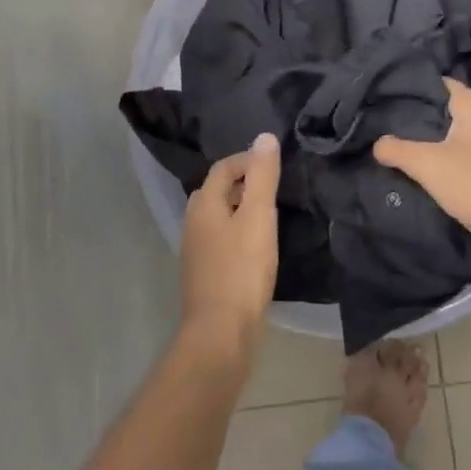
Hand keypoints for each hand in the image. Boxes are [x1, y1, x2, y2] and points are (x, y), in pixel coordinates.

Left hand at [179, 133, 280, 355]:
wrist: (221, 331)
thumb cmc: (242, 269)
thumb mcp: (259, 217)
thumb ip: (262, 176)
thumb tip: (264, 137)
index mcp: (203, 204)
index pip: (223, 168)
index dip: (248, 160)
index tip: (276, 164)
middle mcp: (193, 222)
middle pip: (218, 190)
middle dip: (246, 183)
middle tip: (277, 187)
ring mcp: (197, 249)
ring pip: (220, 216)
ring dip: (243, 209)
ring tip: (273, 215)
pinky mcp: (206, 272)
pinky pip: (223, 239)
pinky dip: (240, 233)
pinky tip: (259, 247)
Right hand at [373, 77, 470, 222]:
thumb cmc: (468, 179)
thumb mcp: (423, 163)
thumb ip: (396, 149)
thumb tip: (377, 144)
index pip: (445, 84)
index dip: (422, 90)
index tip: (399, 99)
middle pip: (458, 105)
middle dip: (435, 113)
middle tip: (405, 122)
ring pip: (470, 127)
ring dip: (450, 134)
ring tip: (421, 143)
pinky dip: (464, 150)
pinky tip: (446, 162)